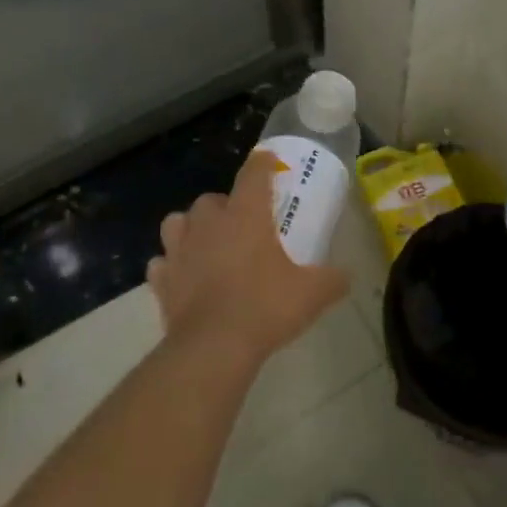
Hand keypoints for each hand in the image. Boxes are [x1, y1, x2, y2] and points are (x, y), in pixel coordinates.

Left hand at [146, 149, 348, 365]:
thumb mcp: (312, 294)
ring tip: (205, 245)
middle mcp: (208, 223)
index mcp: (245, 215)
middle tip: (241, 225)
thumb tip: (345, 275)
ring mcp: (179, 250)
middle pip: (211, 199)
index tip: (268, 160)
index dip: (262, 163)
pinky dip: (171, 267)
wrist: (213, 347)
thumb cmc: (265, 307)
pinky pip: (162, 263)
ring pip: (177, 223)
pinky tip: (184, 278)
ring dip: (190, 229)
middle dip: (224, 206)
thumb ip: (332, 279)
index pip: (253, 174)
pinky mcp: (161, 279)